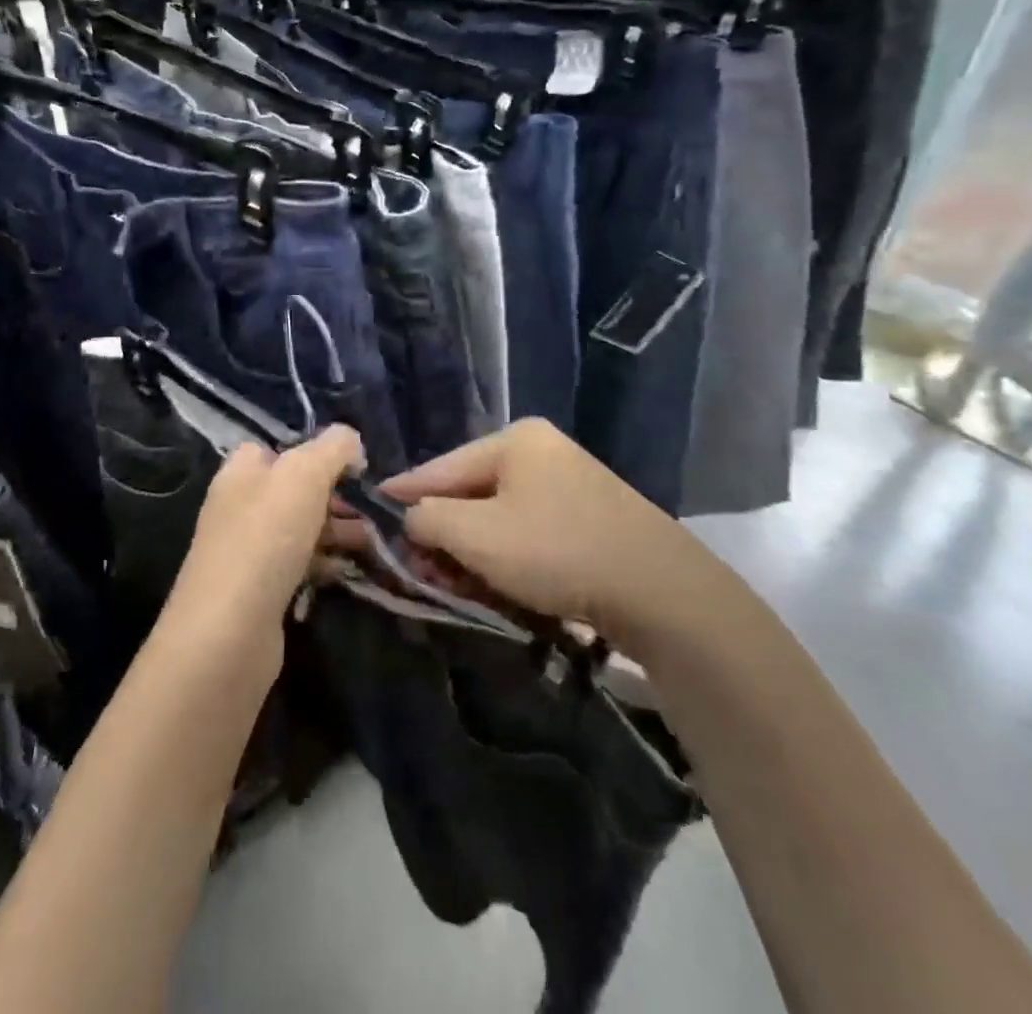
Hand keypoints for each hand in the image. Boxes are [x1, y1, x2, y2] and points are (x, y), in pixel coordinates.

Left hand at [161, 426, 364, 658]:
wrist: (229, 633)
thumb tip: (351, 440)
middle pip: (293, 490)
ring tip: (373, 541)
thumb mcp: (304, 475)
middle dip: (334, 495)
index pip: (275, 448)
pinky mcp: (259, 591)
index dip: (313, 451)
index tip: (352, 466)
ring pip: (300, 529)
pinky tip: (346, 571)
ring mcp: (247, 551)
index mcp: (241, 472)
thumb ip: (331, 449)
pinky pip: (298, 565)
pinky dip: (324, 564)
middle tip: (371, 508)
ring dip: (336, 530)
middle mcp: (239, 507)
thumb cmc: (265, 539)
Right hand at [380, 418, 688, 631]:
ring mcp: (571, 483)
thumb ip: (428, 519)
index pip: (440, 466)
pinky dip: (507, 555)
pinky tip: (498, 583)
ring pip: (499, 515)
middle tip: (418, 568)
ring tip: (453, 583)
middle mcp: (543, 452)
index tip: (371, 511)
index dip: (403, 492)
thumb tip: (410, 515)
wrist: (661, 591)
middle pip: (470, 492)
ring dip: (472, 549)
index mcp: (516, 440)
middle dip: (441, 532)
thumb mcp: (476, 535)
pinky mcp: (591, 517)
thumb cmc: (556, 551)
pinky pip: (529, 530)